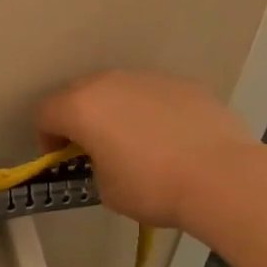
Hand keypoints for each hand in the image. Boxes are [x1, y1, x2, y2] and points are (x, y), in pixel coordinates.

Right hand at [37, 70, 253, 229]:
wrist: (222, 177)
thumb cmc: (152, 187)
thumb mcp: (106, 189)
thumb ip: (94, 165)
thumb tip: (106, 158)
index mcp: (81, 107)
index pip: (45, 113)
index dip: (46, 139)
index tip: (62, 160)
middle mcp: (110, 83)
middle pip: (78, 94)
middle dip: (78, 119)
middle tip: (92, 149)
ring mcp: (149, 78)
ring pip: (118, 90)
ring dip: (114, 112)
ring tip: (135, 144)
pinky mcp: (183, 83)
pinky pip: (152, 95)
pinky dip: (150, 112)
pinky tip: (169, 139)